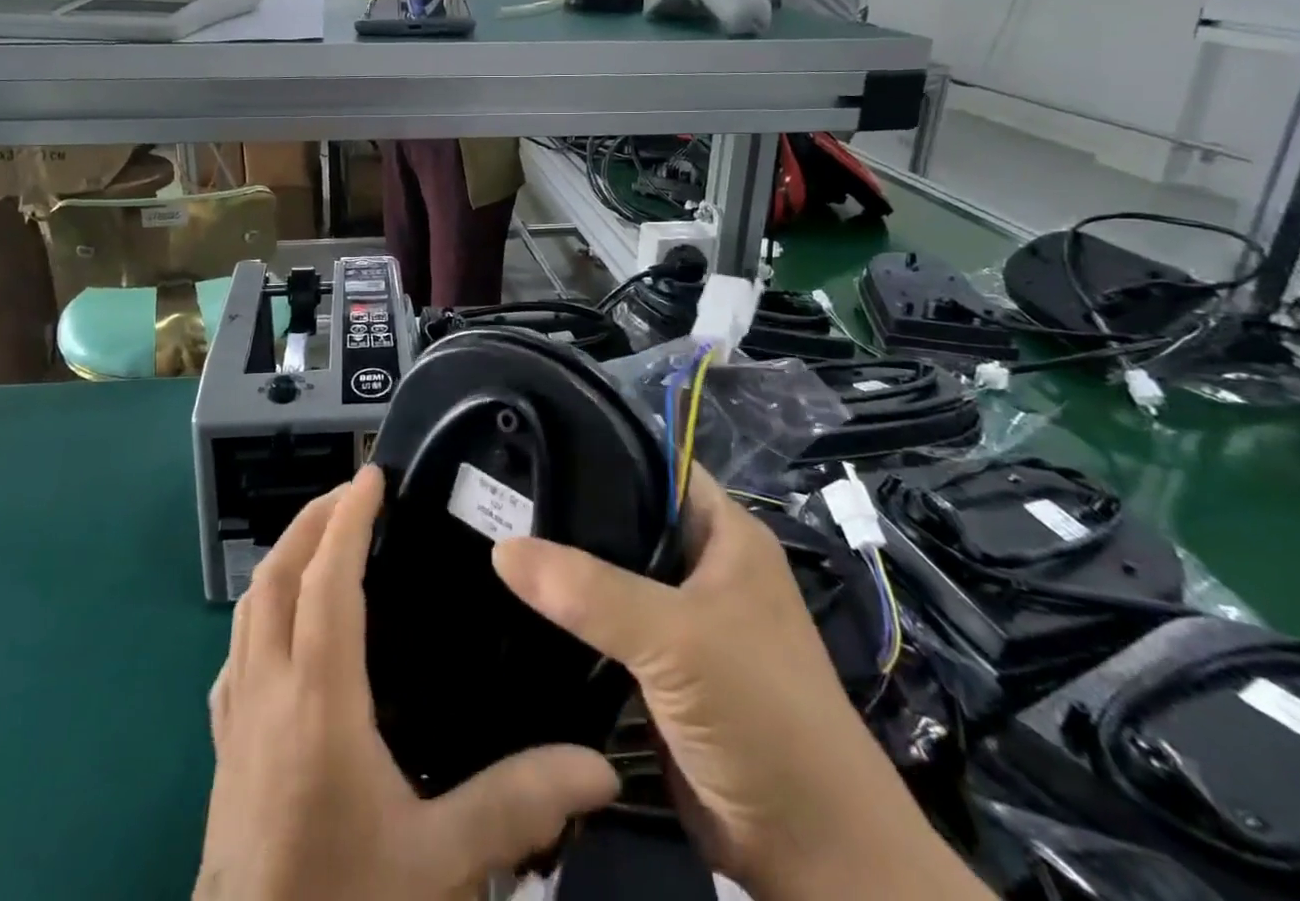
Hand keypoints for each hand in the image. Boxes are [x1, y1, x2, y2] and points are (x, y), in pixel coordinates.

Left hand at [197, 466, 618, 900]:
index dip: (348, 519)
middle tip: (353, 493)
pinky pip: (236, 650)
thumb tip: (596, 766)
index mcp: (317, 700)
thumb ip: (516, 803)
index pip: (326, 581)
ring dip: (284, 556)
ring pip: (248, 606)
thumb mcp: (439, 863)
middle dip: (312, 520)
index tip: (373, 477)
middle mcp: (267, 690)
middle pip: (275, 575)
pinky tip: (285, 623)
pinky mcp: (223, 746)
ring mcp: (236, 717)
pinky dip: (261, 609)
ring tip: (324, 537)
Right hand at [493, 465, 987, 900]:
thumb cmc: (763, 716)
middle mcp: (700, 565)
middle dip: (567, 509)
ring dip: (561, 567)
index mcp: (723, 533)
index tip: (531, 440)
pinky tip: (512, 602)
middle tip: (495, 492)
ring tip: (488, 537)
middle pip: (623, 518)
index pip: (654, 463)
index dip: (599, 446)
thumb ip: (590, 591)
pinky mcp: (656, 669)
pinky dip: (565, 618)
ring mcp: (678, 620)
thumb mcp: (678, 640)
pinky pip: (601, 627)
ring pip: (607, 575)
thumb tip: (501, 548)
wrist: (812, 858)